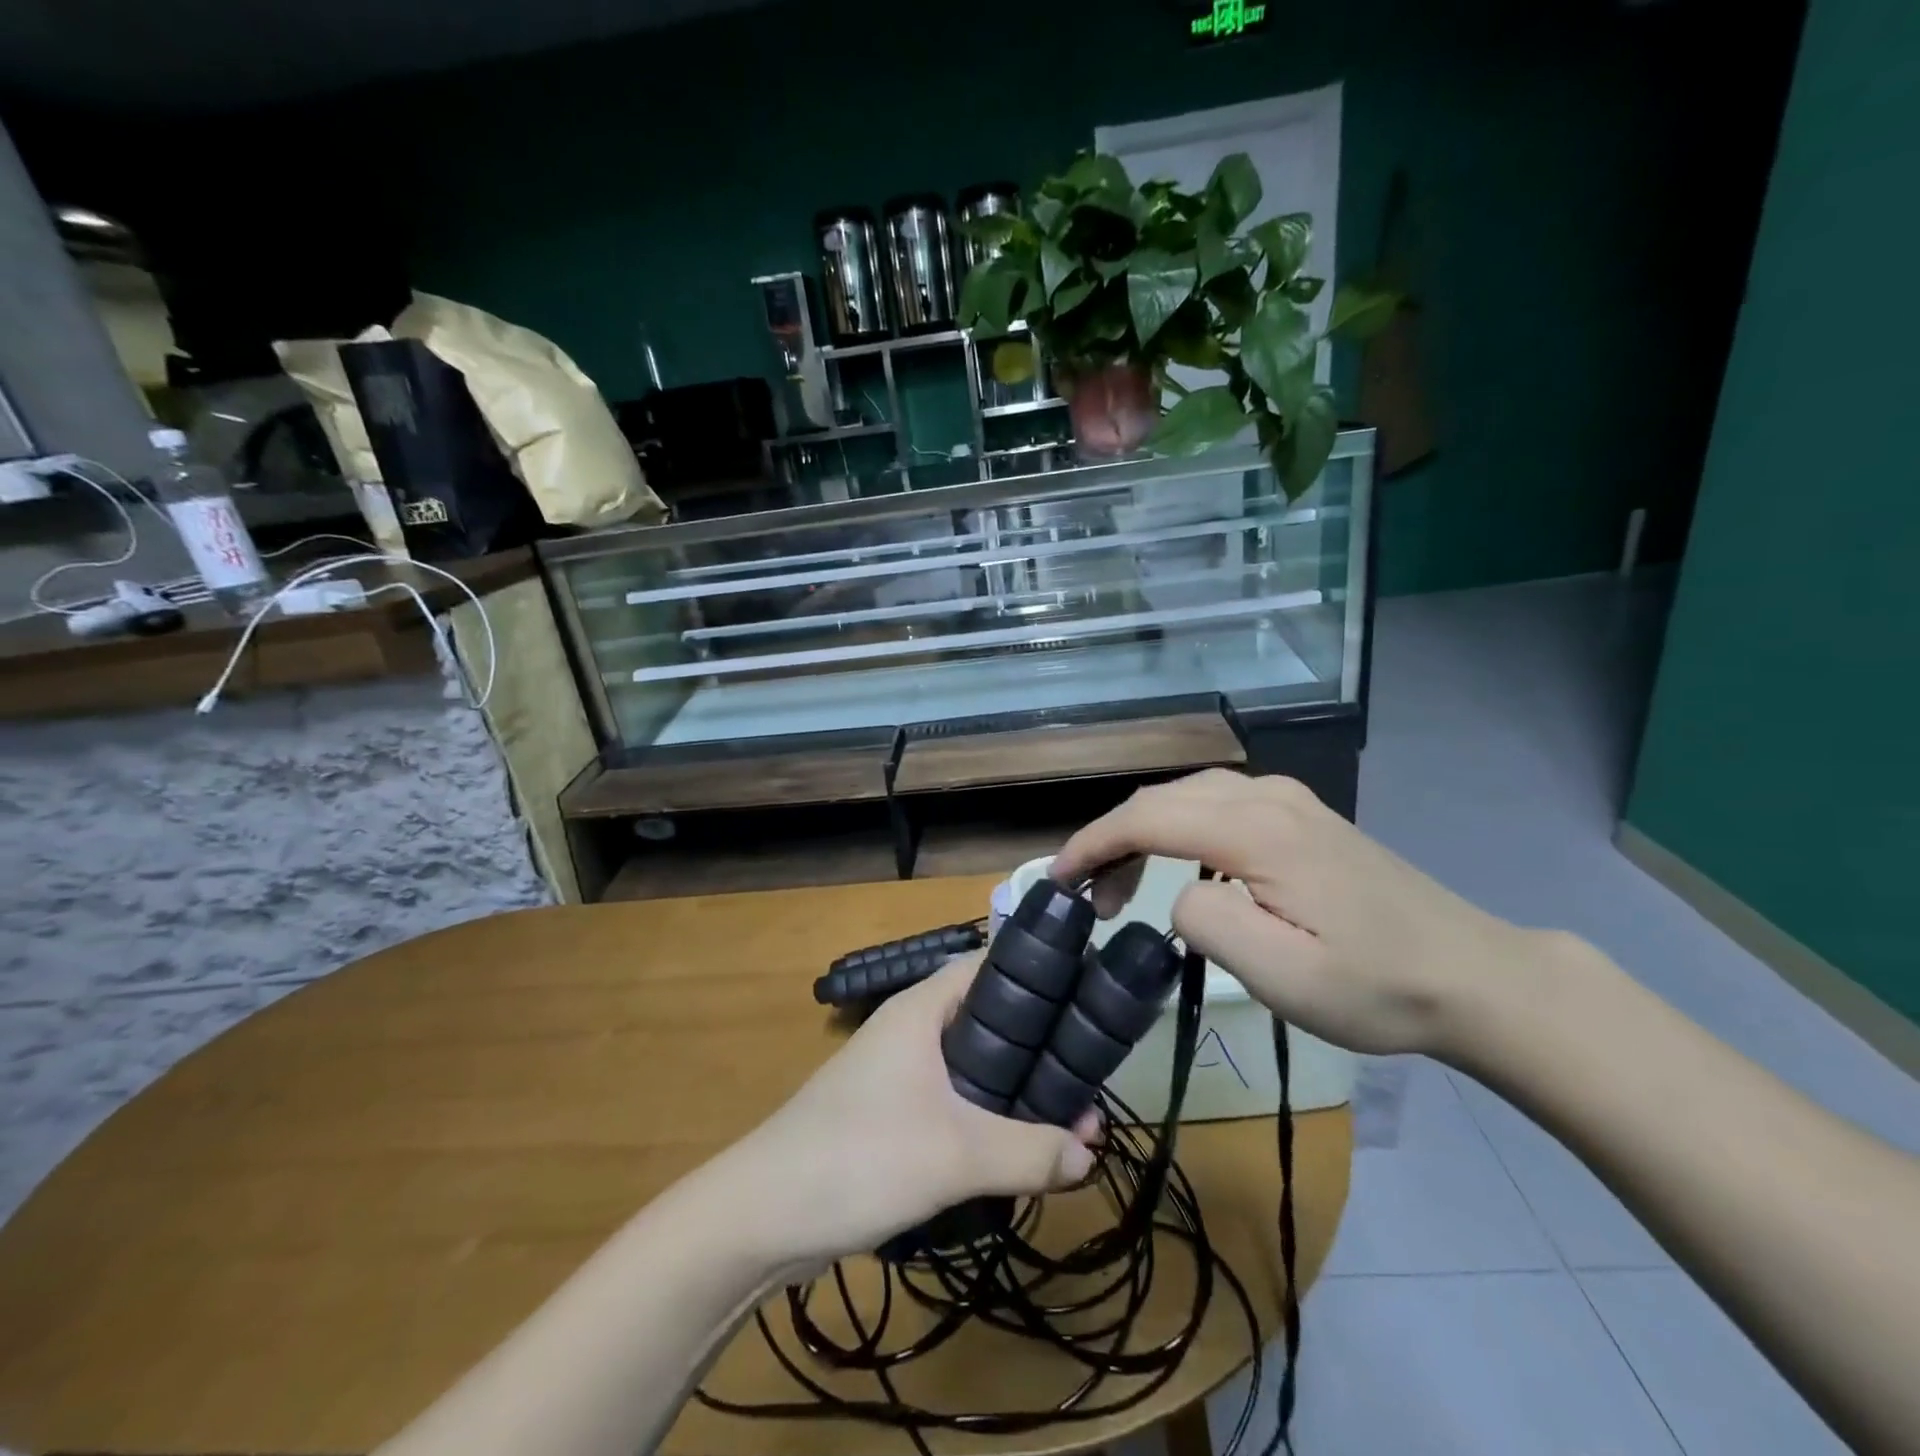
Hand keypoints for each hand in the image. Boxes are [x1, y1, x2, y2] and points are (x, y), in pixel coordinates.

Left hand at [727, 954, 1098, 1265]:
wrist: (762, 1215)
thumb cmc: (860, 1156)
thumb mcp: (955, 1155)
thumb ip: (1029, 1152)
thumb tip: (1090, 1154)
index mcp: (922, 1010)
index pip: (989, 966)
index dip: (1039, 976)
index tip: (1087, 999)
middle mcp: (911, 1031)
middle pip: (989, 1023)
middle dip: (1039, 1051)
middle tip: (1087, 1085)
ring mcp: (897, 1074)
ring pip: (972, 1069)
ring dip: (1015, 1093)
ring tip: (1065, 1126)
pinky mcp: (889, 1116)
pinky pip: (952, 1104)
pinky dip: (986, 1121)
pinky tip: (1014, 1153)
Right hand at [1051, 769, 1543, 1061]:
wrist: (1471, 976)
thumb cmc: (1375, 985)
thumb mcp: (1281, 974)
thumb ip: (1206, 921)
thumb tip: (1179, 894)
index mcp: (1255, 829)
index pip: (1146, 818)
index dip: (1093, 844)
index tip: (1058, 880)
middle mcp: (1266, 795)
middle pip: (1161, 799)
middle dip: (1113, 840)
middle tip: (1091, 898)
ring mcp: (1288, 799)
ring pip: (1186, 795)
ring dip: (1144, 833)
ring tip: (1127, 887)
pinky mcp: (1301, 815)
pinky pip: (1216, 802)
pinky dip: (1178, 827)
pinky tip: (1181, 865)